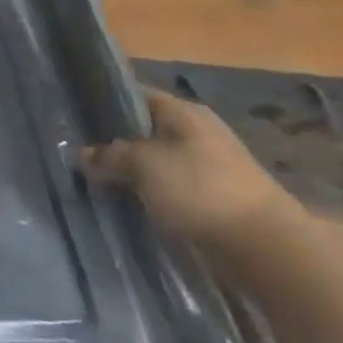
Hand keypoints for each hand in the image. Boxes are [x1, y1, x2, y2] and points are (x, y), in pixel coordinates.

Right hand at [81, 87, 298, 252]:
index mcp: (184, 111)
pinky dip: (152, 193)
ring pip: (158, 161)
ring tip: (99, 181)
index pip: (135, 95)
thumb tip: (82, 154)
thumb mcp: (143, 165)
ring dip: (134, 172)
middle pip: (146, 130)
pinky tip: (130, 203)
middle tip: (81, 155)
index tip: (77, 118)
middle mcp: (199, 131)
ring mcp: (211, 165)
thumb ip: (109, 155)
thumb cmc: (200, 189)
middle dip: (116, 142)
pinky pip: (173, 187)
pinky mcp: (217, 197)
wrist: (266, 247)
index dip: (105, 103)